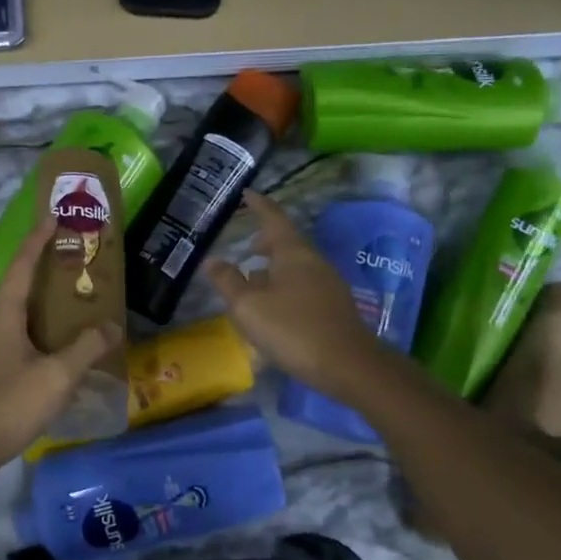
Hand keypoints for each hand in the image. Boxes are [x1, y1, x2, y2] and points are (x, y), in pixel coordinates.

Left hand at [0, 218, 121, 477]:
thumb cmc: (9, 403)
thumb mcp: (56, 376)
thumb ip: (86, 349)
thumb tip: (112, 326)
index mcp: (5, 314)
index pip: (23, 266)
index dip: (38, 240)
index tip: (54, 217)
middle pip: (20, 285)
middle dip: (45, 267)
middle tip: (74, 256)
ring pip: (21, 313)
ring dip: (45, 300)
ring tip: (75, 296)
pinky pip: (22, 336)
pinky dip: (43, 328)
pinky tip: (61, 343)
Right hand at [205, 191, 382, 397]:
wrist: (347, 365)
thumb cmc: (292, 329)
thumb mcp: (248, 306)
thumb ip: (227, 281)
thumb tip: (212, 260)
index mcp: (293, 253)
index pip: (273, 218)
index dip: (259, 205)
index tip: (246, 194)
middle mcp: (313, 261)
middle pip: (287, 242)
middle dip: (266, 241)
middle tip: (247, 245)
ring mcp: (328, 284)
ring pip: (295, 266)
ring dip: (274, 267)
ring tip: (253, 279)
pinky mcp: (334, 307)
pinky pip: (303, 285)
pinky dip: (284, 286)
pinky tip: (274, 307)